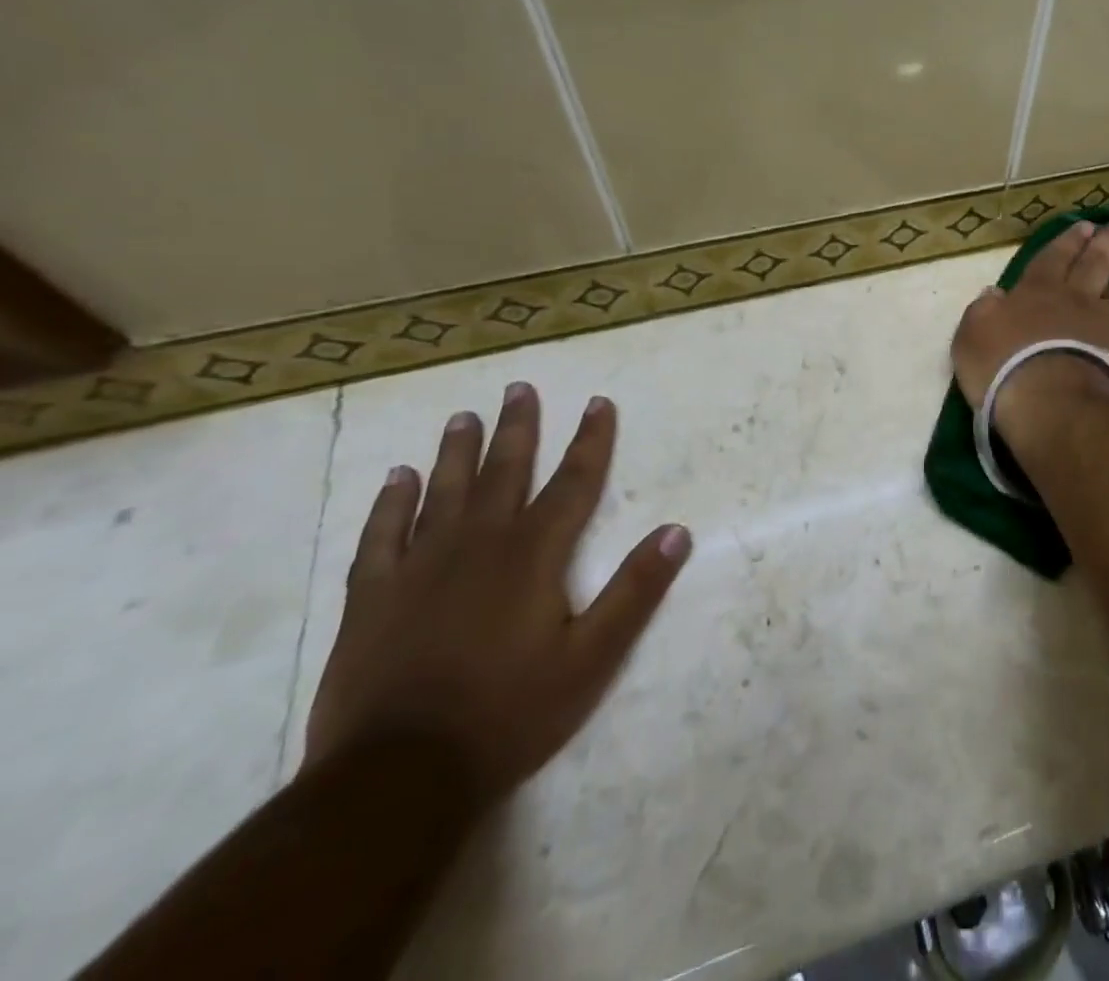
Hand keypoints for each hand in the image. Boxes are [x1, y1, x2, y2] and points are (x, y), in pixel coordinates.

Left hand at [304, 384, 689, 801]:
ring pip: (443, 492)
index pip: (574, 482)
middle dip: (518, 428)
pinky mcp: (373, 597)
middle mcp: (480, 544)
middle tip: (519, 388)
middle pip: (504, 472)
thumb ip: (635, 591)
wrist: (397, 778)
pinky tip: (395, 478)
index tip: (599, 402)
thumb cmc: (509, 713)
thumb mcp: (592, 658)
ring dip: (457, 452)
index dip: (591, 440)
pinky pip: (381, 536)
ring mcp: (421, 568)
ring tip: (463, 417)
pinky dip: (390, 504)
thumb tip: (677, 532)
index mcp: (535, 554)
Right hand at [952, 219, 1108, 431]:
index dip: (1068, 241)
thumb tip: (994, 293)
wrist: (1052, 402)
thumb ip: (983, 311)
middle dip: (1106, 244)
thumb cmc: (1004, 369)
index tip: (1084, 227)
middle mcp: (1078, 299)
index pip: (1053, 258)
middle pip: (1095, 264)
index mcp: (1037, 292)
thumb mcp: (972, 336)